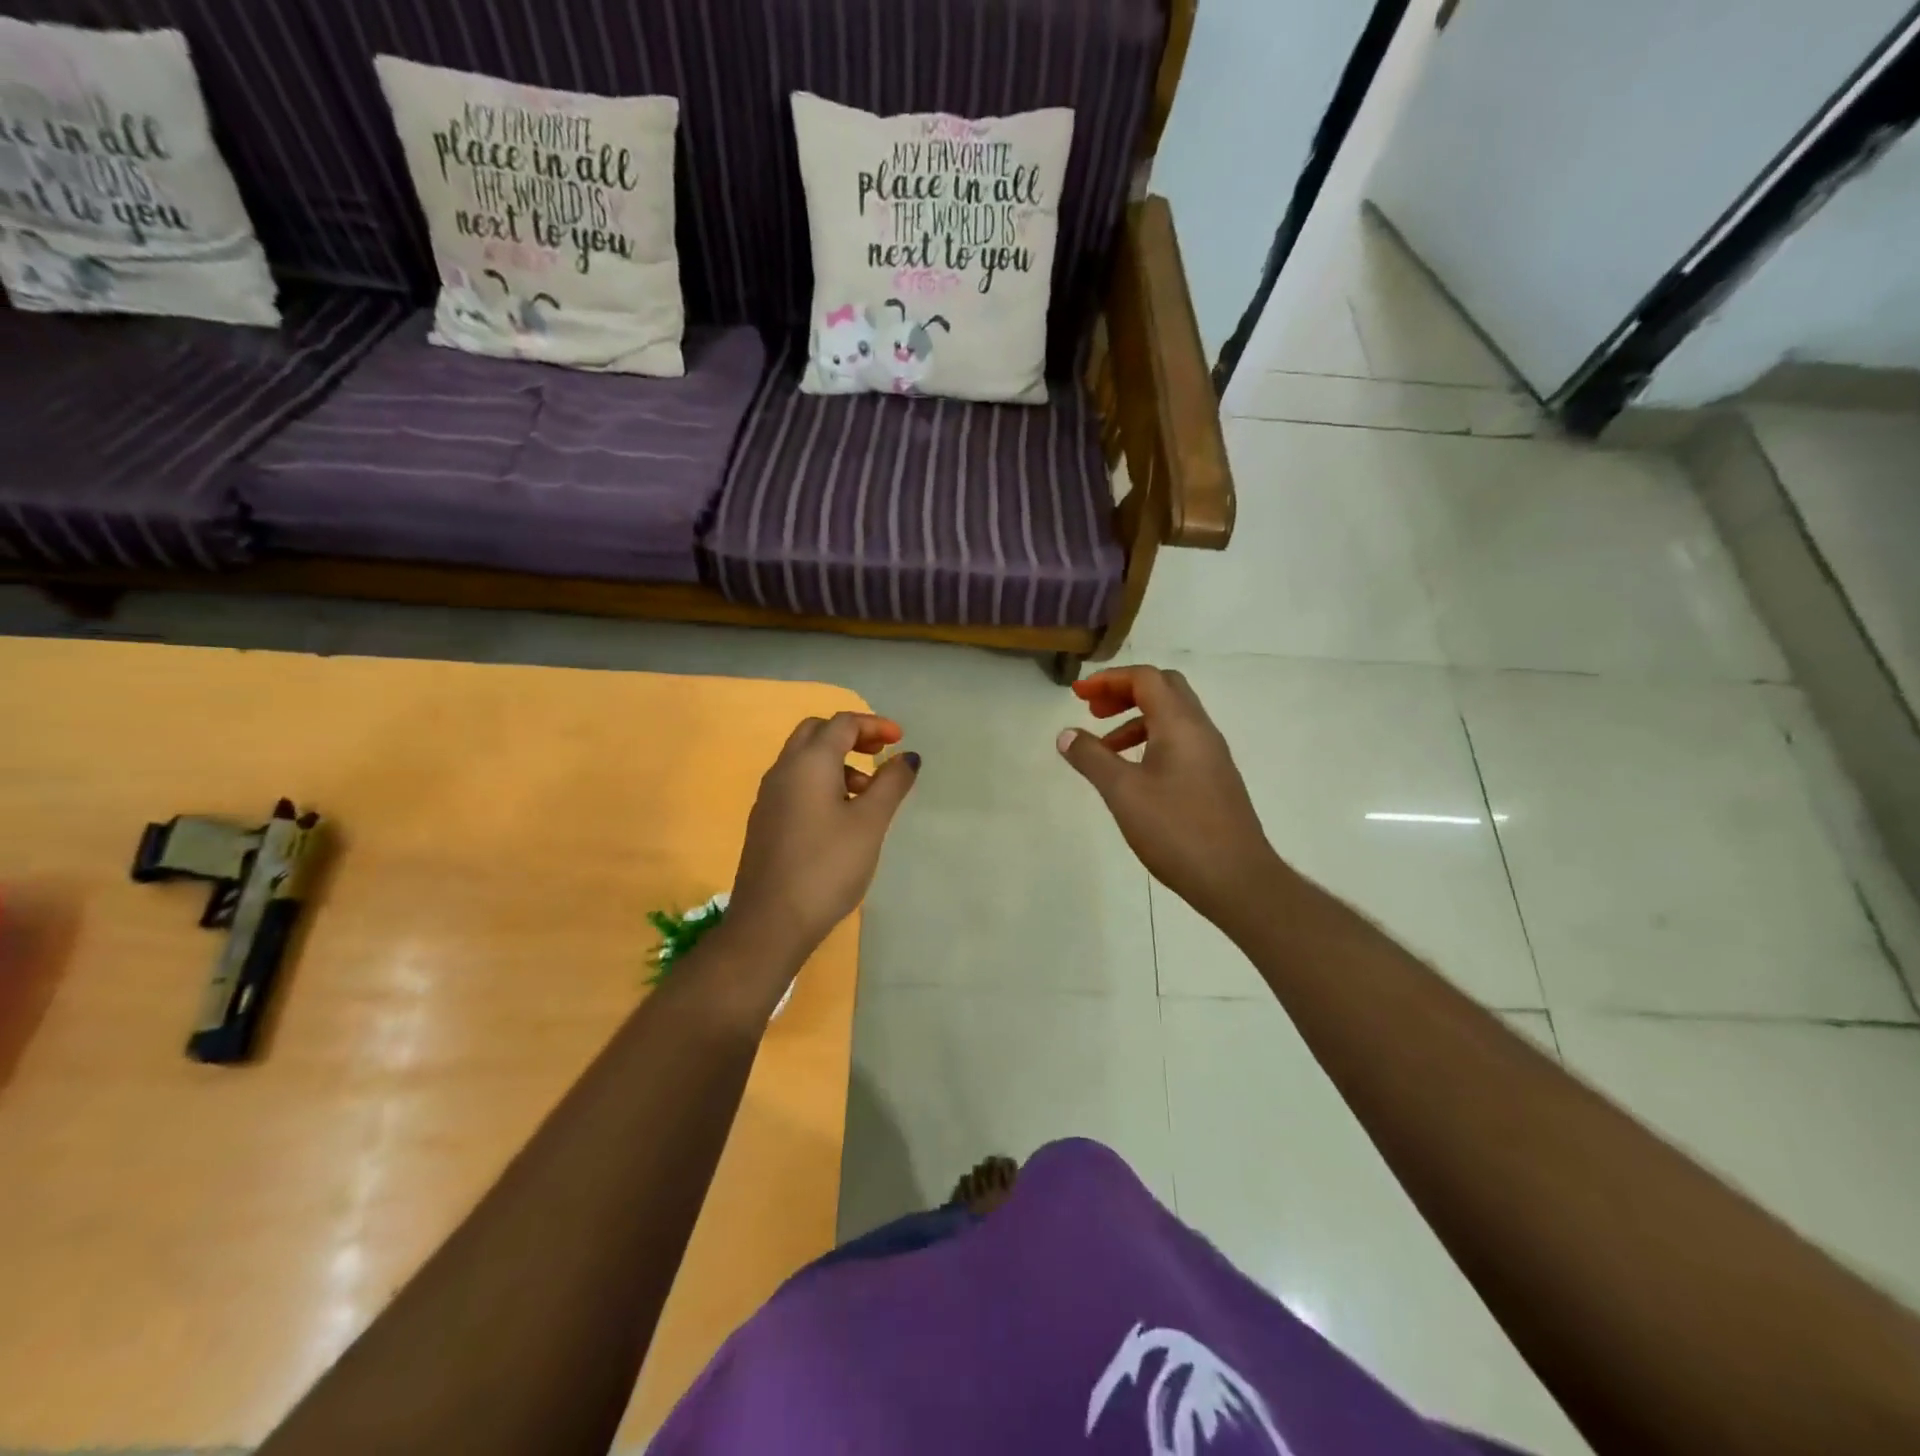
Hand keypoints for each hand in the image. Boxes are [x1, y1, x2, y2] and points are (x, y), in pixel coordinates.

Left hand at [730, 711, 919, 959]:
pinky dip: (821, 782)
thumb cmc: (827, 866)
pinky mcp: (765, 821)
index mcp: (809, 762)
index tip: (900, 741)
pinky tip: (840, 817)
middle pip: (816, 733)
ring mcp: (769, 796)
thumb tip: (908, 756)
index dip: (874, 725)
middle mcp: (783, 770)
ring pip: (804, 759)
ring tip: (866, 794)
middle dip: (851, 736)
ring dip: (837, 761)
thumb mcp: (870, 822)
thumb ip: (891, 783)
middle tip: (879, 754)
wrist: (770, 921)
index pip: (842, 723)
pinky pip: (795, 783)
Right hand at [1058, 666, 1280, 930]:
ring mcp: (1213, 756)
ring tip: (1105, 749)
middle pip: (1164, 689)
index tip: (1078, 694)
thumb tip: (1066, 734)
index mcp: (1180, 725)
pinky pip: (1180, 743)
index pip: (1145, 678)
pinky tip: (1134, 776)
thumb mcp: (1123, 792)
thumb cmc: (1177, 830)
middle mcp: (1201, 731)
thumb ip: (1092, 758)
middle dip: (1125, 692)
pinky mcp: (1215, 780)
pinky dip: (1151, 742)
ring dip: (1136, 720)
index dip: (1109, 679)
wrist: (1237, 879)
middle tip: (1094, 712)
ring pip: (1173, 718)